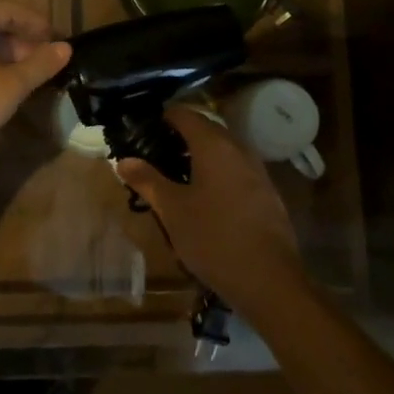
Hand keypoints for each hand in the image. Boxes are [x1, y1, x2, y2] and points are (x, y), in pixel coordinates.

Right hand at [116, 107, 306, 312]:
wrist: (270, 279)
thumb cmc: (213, 237)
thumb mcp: (172, 210)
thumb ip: (147, 180)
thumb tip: (123, 160)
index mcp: (213, 144)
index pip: (184, 114)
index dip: (163, 118)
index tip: (144, 132)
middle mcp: (238, 148)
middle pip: (206, 129)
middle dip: (180, 137)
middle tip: (156, 156)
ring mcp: (257, 169)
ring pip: (223, 150)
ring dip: (200, 156)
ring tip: (177, 178)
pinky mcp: (267, 192)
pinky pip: (237, 169)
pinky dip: (218, 173)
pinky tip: (206, 198)